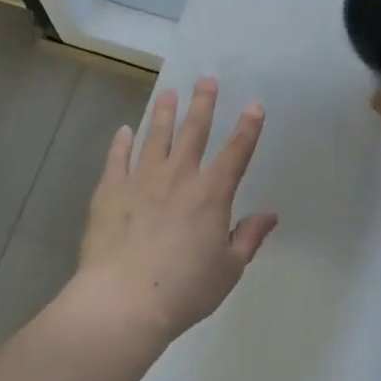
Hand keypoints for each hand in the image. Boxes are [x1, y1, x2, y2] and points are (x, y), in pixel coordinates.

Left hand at [74, 77, 277, 343]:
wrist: (123, 302)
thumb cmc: (183, 290)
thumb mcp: (228, 270)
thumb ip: (248, 238)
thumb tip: (270, 214)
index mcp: (211, 194)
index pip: (236, 152)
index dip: (248, 127)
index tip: (254, 104)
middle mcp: (179, 177)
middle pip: (194, 131)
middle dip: (202, 103)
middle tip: (206, 79)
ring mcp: (141, 180)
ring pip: (155, 136)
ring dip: (163, 113)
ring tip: (167, 93)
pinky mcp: (110, 191)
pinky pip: (117, 159)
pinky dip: (121, 143)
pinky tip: (123, 130)